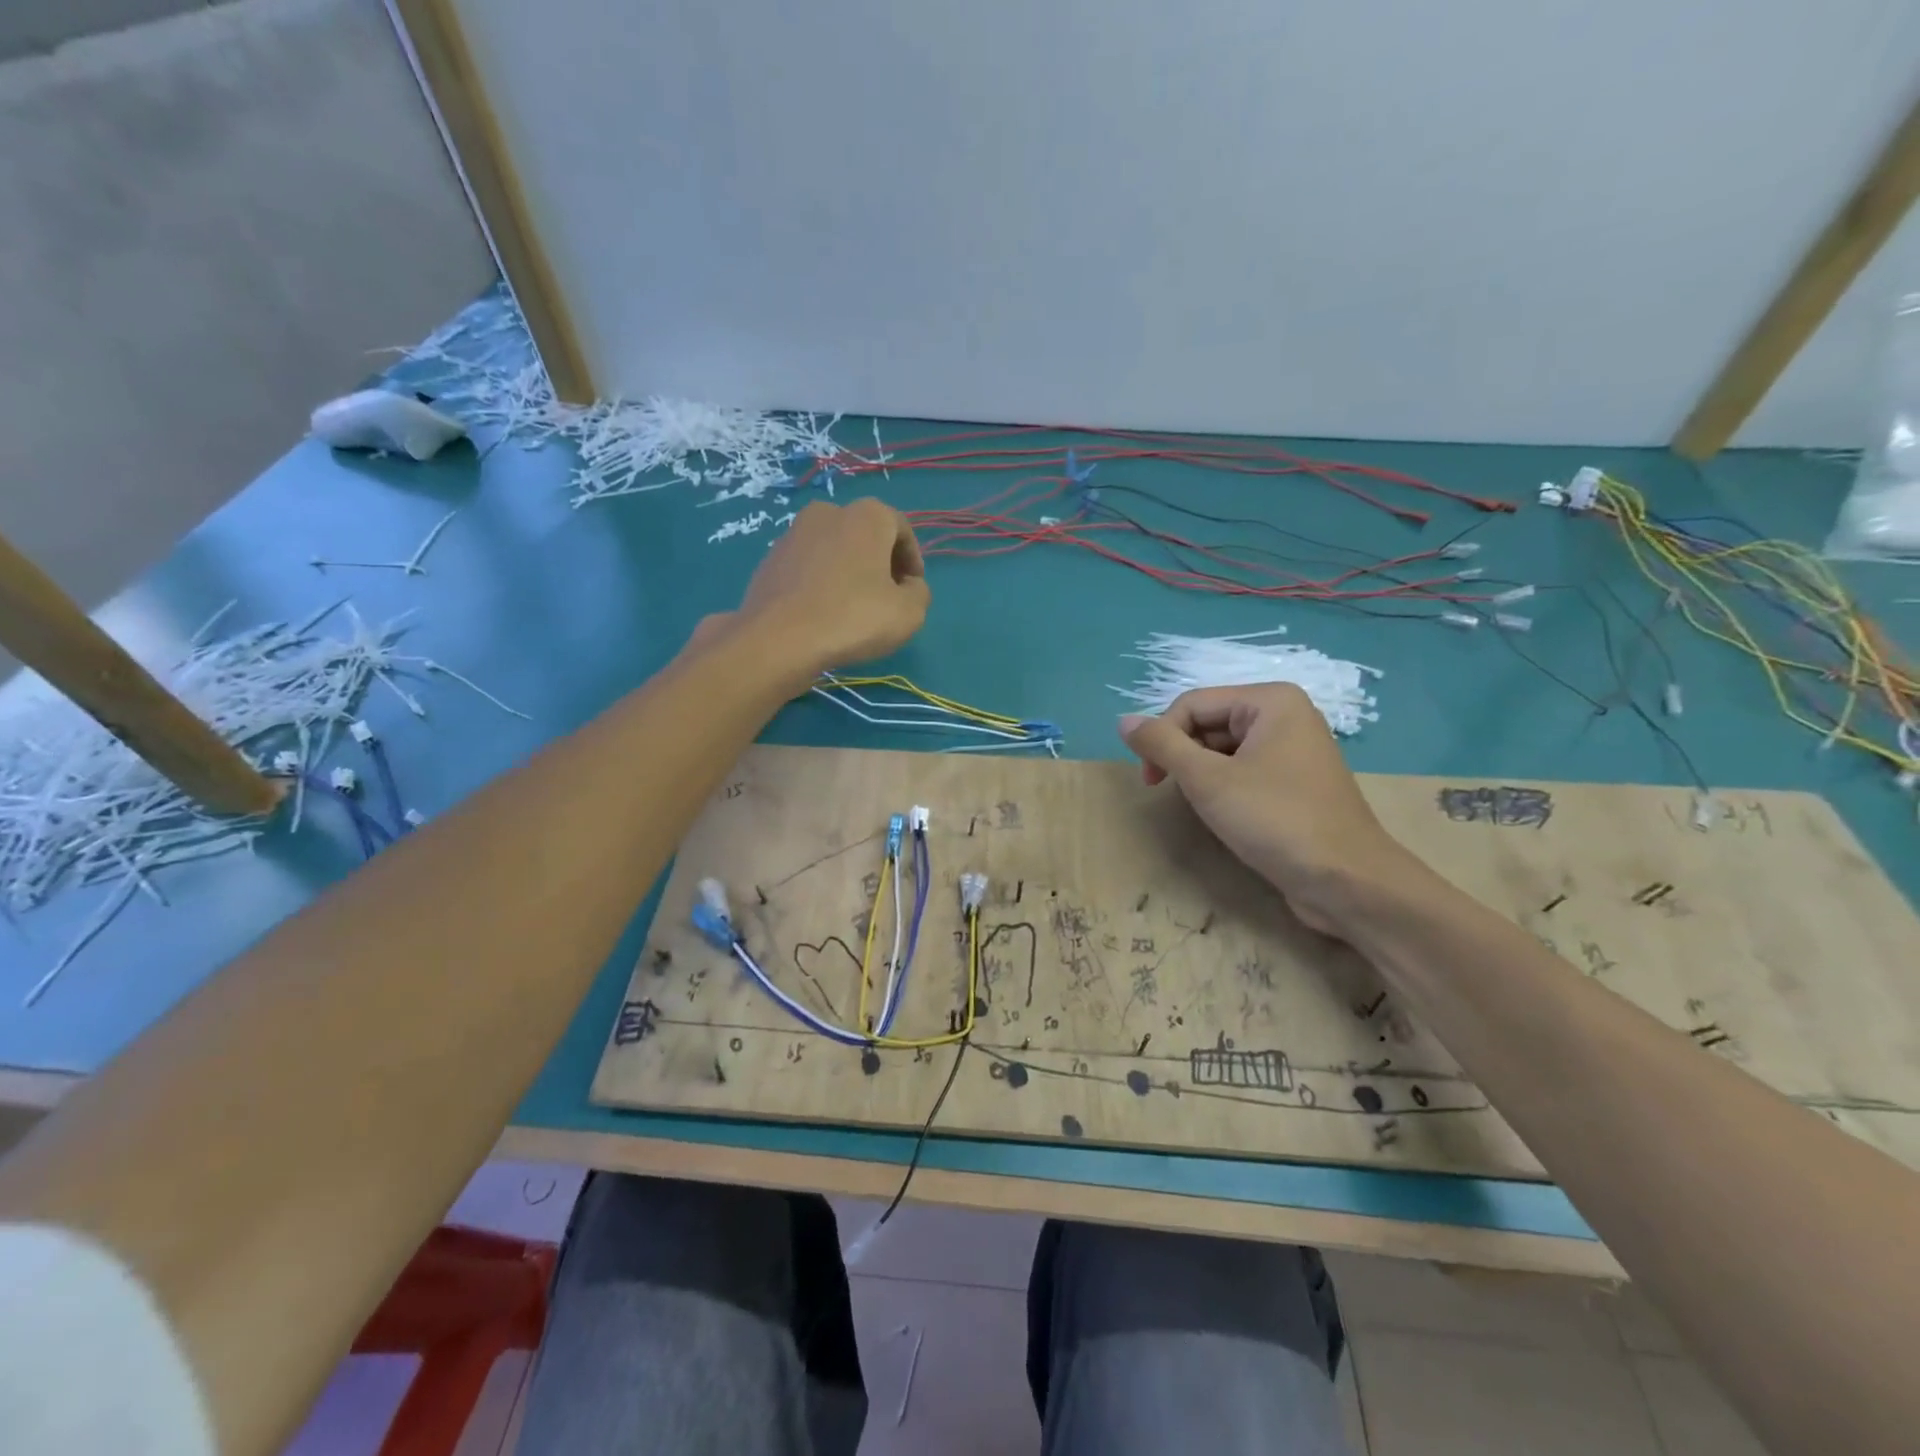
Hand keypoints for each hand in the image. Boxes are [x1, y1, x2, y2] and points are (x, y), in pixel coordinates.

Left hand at [733, 498, 930, 679]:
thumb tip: (908, 586)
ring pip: (834, 550)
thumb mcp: (909, 613)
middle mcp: (829, 512)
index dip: (913, 560)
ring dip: (849, 572)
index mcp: (867, 516)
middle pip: (865, 535)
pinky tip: (823, 613)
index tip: (914, 588)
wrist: (779, 639)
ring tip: (854, 608)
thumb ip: (919, 593)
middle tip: (887, 597)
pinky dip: (821, 582)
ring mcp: (793, 533)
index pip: (901, 529)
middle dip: (880, 563)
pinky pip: (808, 566)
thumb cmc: (854, 618)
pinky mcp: (770, 559)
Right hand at [1119, 684, 1423, 935]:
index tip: (1149, 780)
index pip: (1192, 704)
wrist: (1348, 882)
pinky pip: (1245, 771)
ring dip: (1201, 775)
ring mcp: (1294, 750)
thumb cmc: (1276, 820)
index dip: (1162, 737)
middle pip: (1209, 723)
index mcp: (1271, 701)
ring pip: (1224, 750)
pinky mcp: (1296, 783)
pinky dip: (1224, 788)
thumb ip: (1161, 745)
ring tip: (1201, 807)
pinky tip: (1225, 816)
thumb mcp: (1207, 780)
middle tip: (1169, 793)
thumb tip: (1123, 721)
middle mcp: (1286, 716)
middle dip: (1183, 756)